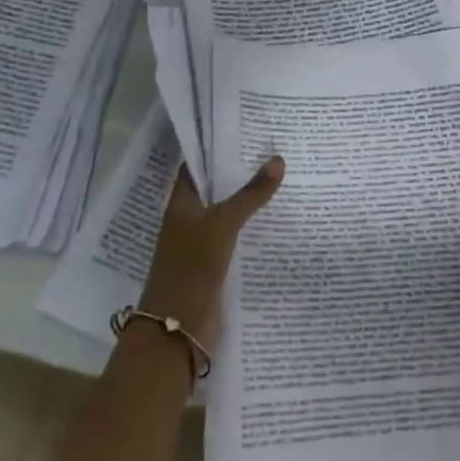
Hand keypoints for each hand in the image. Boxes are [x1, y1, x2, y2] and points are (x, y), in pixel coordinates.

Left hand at [137, 157, 283, 350]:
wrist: (177, 327)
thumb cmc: (192, 266)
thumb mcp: (224, 224)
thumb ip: (251, 194)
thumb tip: (278, 159)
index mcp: (181, 204)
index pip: (196, 166)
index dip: (215, 149)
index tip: (245, 133)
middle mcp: (188, 220)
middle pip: (214, 190)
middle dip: (239, 174)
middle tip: (273, 152)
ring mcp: (200, 244)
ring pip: (227, 215)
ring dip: (248, 202)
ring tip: (282, 181)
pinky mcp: (214, 266)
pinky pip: (235, 239)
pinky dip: (251, 230)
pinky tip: (275, 222)